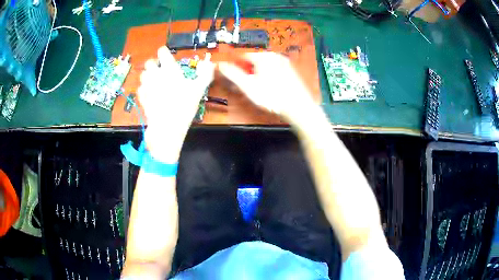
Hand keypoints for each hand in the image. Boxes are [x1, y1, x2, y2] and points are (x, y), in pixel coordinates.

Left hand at [138, 46, 213, 161]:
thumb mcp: (199, 89)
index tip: (166, 54)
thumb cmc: (184, 105)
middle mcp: (155, 74)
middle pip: (149, 62)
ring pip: (143, 75)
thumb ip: (205, 74)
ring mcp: (147, 86)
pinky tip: (150, 93)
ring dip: (148, 75)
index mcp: (169, 69)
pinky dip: (144, 89)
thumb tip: (209, 63)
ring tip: (154, 80)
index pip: (162, 52)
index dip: (164, 52)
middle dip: (154, 64)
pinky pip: (141, 89)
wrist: (167, 126)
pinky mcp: (142, 98)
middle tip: (160, 69)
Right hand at [218, 52, 315, 120]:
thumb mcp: (248, 86)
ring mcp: (283, 63)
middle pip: (254, 61)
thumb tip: (220, 65)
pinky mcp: (290, 71)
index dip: (236, 66)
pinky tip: (269, 88)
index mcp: (262, 56)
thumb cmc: (271, 96)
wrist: (297, 106)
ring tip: (257, 89)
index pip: (242, 56)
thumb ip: (232, 74)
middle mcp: (274, 56)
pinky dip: (268, 76)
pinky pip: (274, 70)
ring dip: (257, 74)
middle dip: (247, 71)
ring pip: (264, 66)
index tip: (233, 76)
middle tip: (246, 85)